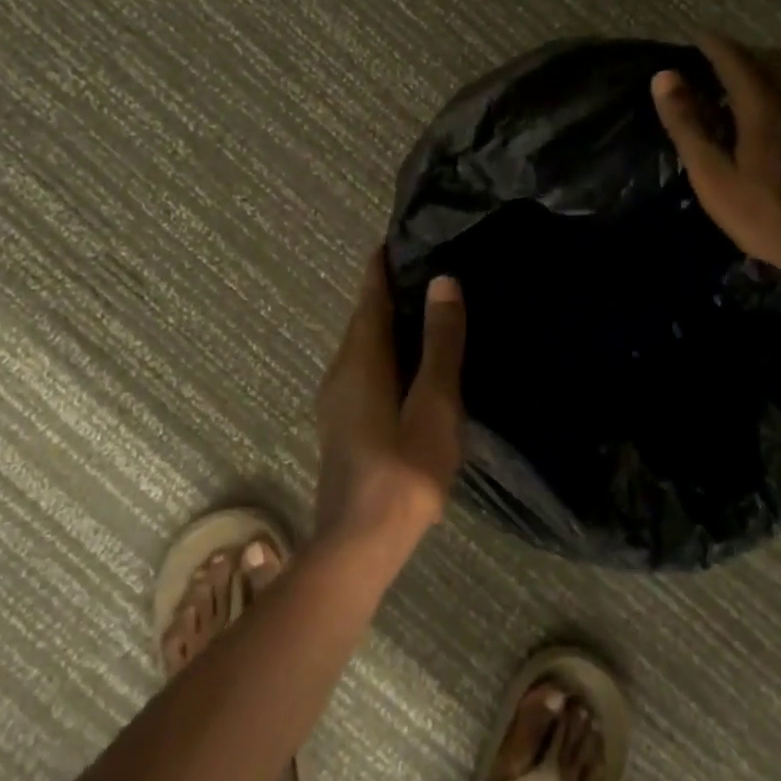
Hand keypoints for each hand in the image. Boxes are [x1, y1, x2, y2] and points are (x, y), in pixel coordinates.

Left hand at [313, 252, 466, 545]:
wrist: (359, 544)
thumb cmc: (403, 471)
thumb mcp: (433, 405)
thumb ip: (440, 344)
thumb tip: (443, 281)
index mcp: (360, 359)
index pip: (370, 295)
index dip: (383, 264)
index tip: (404, 236)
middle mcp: (341, 370)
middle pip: (364, 317)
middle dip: (390, 290)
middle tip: (430, 268)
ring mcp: (337, 399)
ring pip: (364, 345)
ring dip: (389, 322)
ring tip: (428, 310)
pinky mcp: (343, 422)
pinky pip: (365, 368)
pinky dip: (387, 351)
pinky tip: (413, 365)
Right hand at [651, 34, 780, 276]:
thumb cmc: (766, 214)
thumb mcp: (713, 176)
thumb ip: (688, 124)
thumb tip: (665, 78)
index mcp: (765, 106)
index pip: (736, 60)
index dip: (714, 45)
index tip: (696, 36)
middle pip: (774, 60)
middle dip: (746, 54)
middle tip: (722, 63)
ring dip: (775, 70)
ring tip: (756, 83)